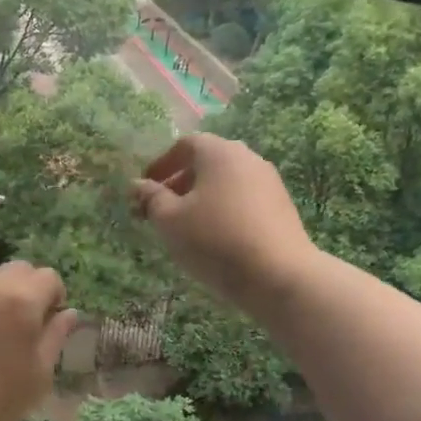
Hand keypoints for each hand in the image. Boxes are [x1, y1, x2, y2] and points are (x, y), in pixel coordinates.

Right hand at [131, 135, 316, 311]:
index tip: (145, 189)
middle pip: (206, 162)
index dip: (161, 164)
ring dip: (200, 199)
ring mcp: (269, 182)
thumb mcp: (170, 220)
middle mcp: (247, 158)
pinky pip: (243, 200)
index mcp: (219, 152)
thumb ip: (151, 198)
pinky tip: (214, 239)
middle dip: (178, 184)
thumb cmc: (214, 240)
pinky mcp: (281, 207)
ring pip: (225, 182)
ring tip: (184, 228)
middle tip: (159, 211)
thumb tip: (138, 184)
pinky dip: (222, 210)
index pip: (184, 145)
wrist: (279, 276)